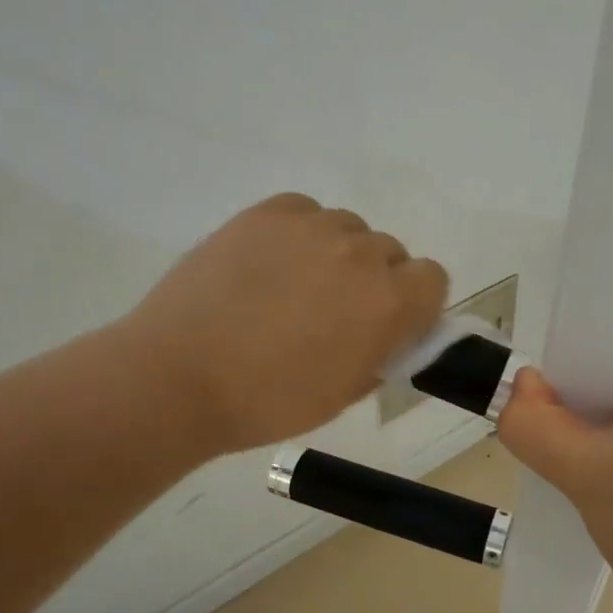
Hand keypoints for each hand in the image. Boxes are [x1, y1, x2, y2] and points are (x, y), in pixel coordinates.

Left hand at [122, 194, 448, 454]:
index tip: (391, 323)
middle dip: (375, 280)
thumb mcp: (345, 392)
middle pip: (390, 252)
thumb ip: (382, 353)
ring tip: (295, 285)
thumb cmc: (269, 401)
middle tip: (335, 311)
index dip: (416, 302)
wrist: (179, 377)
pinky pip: (305, 211)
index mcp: (389, 302)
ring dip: (337, 254)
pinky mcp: (267, 213)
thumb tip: (389, 333)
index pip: (433, 278)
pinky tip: (270, 262)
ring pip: (347, 229)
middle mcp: (361, 254)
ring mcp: (312, 227)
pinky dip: (299, 233)